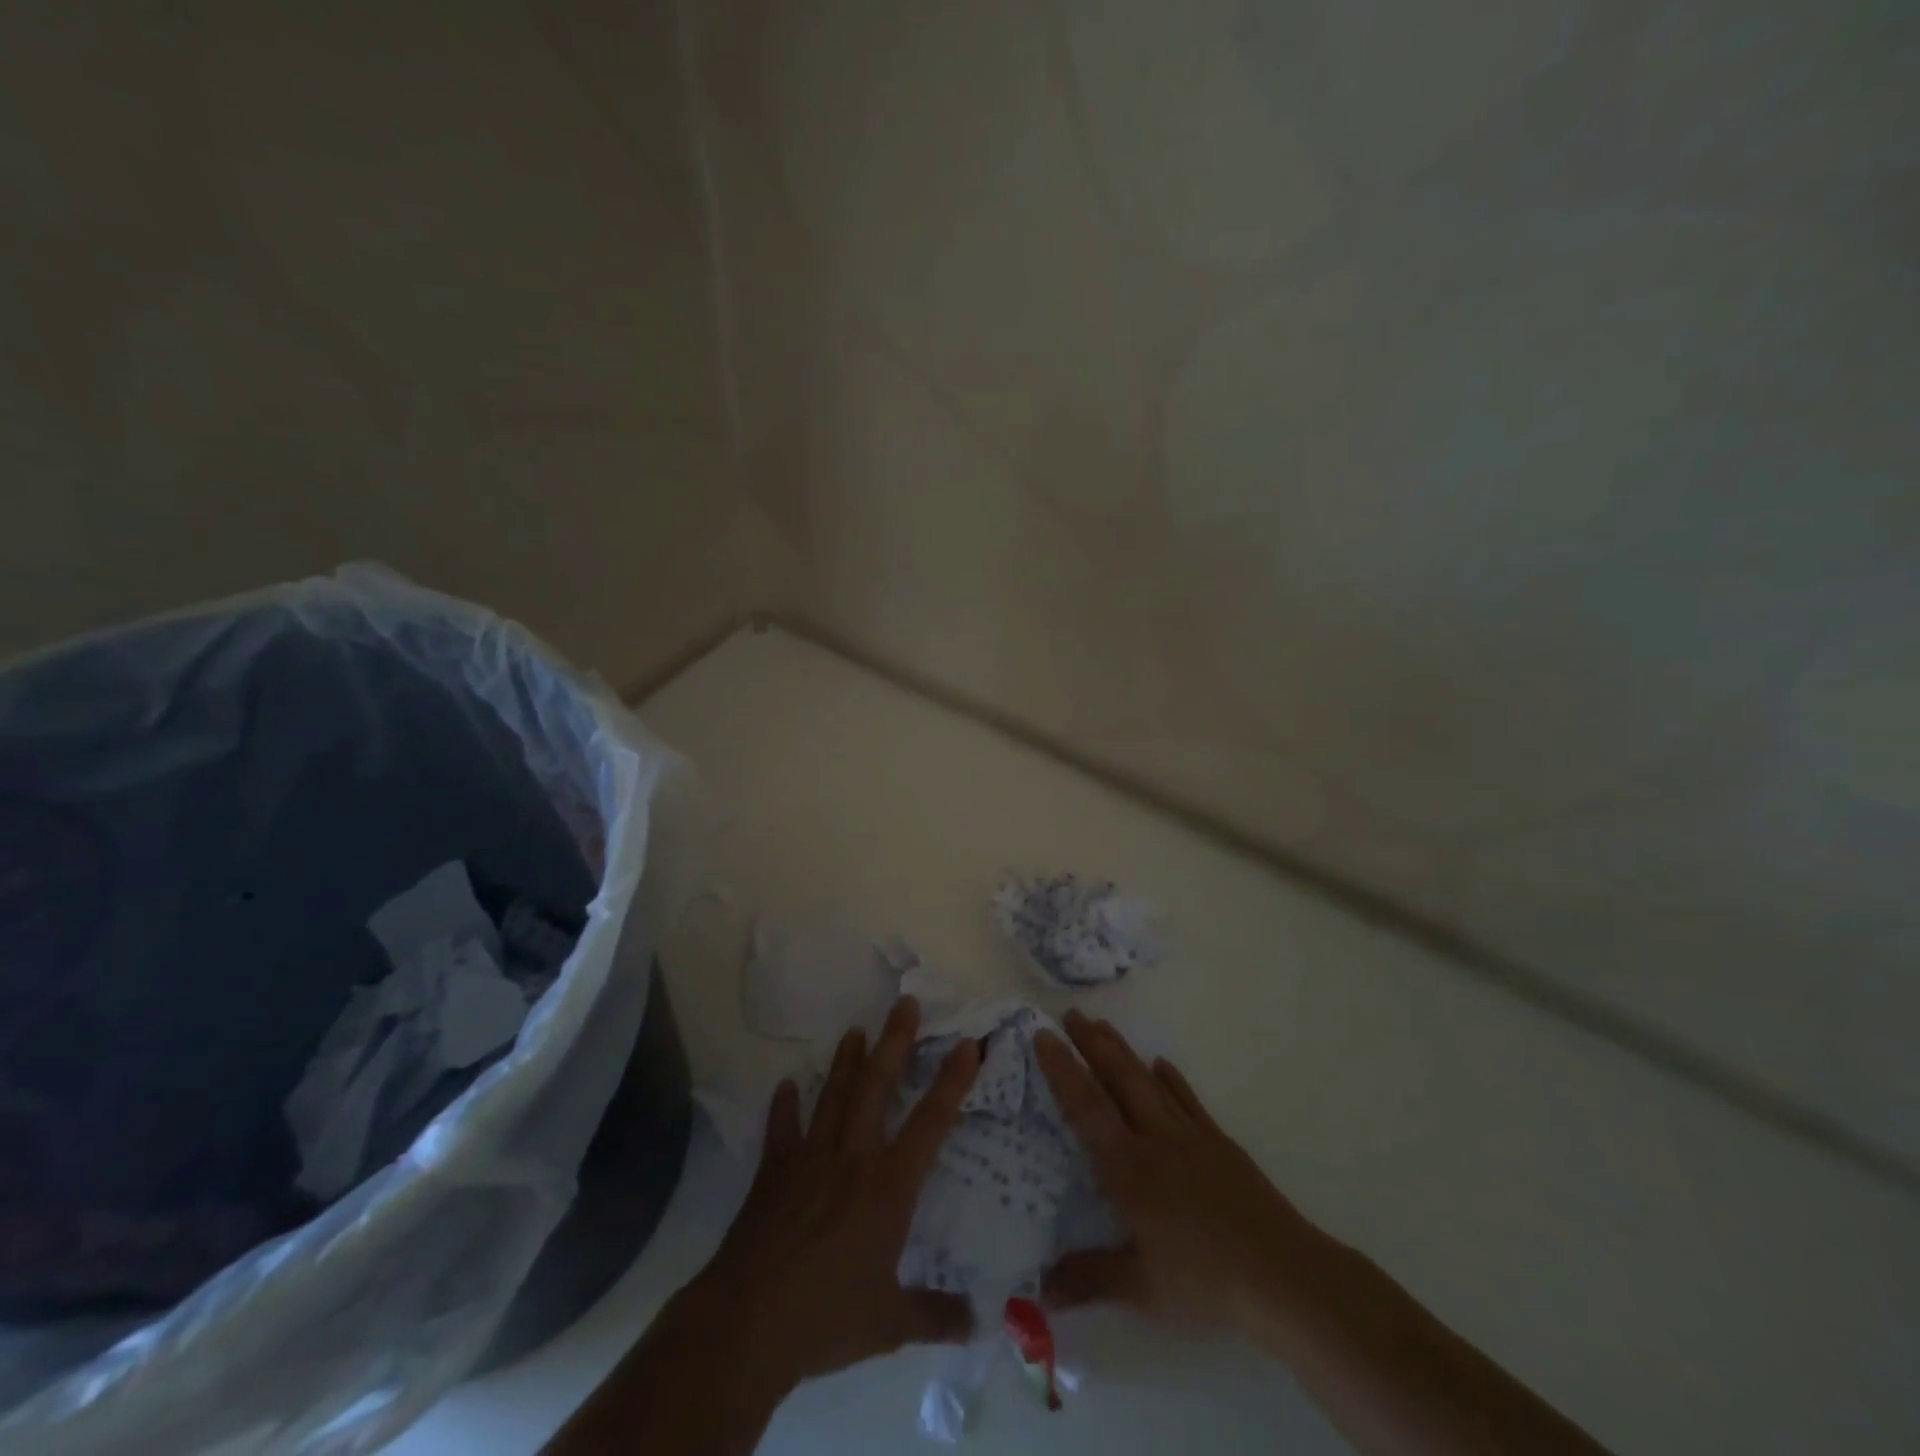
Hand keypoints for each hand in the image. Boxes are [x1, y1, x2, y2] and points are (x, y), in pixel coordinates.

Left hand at [547, 997, 981, 1455]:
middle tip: (906, 1003)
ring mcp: (810, 1157)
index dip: (953, 1081)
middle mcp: (853, 1157)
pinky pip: (782, 1128)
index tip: (969, 1044)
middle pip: (878, 1085)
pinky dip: (785, 1105)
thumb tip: (978, 1324)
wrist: (749, 1322)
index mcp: (889, 1186)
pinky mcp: (774, 1170)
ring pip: (834, 1094)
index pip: (931, 1122)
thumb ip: (937, 1316)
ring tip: (856, 1029)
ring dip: (846, 1060)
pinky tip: (788, 1085)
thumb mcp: (891, 1323)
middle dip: (894, 1041)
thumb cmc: (827, 1316)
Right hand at [1034, 1009, 1314, 1336]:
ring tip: (1103, 1025)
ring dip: (1123, 1050)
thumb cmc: (1206, 1282)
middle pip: (1119, 1079)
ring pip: (1149, 1081)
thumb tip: (1037, 1290)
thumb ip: (1088, 1279)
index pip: (1086, 1108)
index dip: (1063, 1070)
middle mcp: (1156, 1139)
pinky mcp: (1220, 1143)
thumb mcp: (1142, 1289)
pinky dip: (1171, 1079)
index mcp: (1129, 1168)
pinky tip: (1162, 1065)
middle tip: (1071, 1012)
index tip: (1043, 1036)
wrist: (1284, 1275)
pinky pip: (1188, 1099)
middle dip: (1092, 1043)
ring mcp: (1191, 1136)